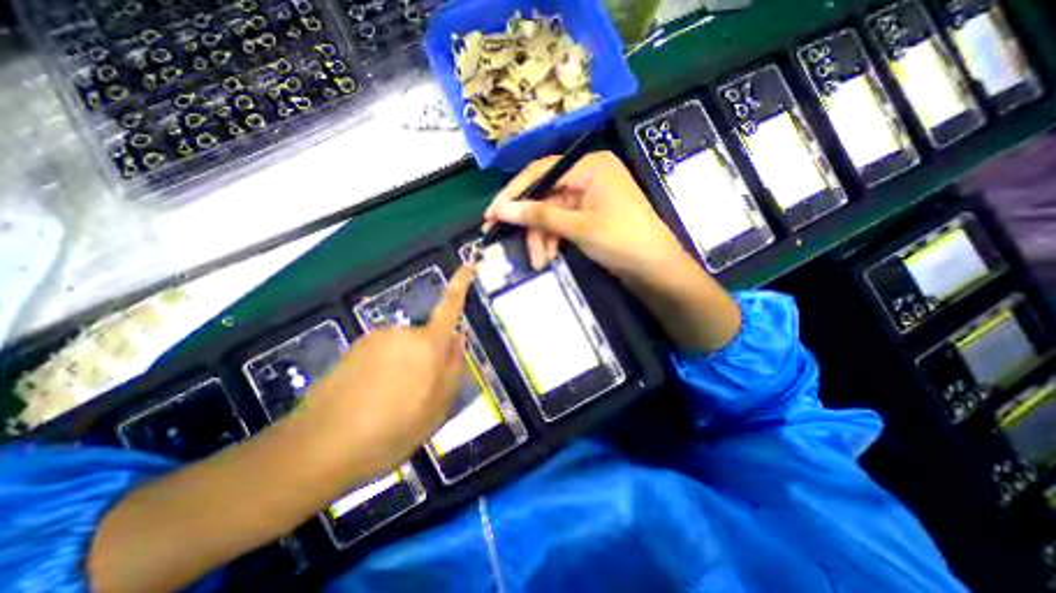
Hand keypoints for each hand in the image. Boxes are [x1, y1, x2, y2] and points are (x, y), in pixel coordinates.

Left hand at [299, 264, 476, 476]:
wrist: (319, 448)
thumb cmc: (392, 430)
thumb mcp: (438, 406)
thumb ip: (454, 367)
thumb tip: (459, 337)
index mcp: (427, 345)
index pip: (450, 306)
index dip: (461, 283)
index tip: (468, 261)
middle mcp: (401, 333)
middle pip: (426, 338)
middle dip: (428, 360)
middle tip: (420, 397)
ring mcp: (374, 340)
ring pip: (404, 350)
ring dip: (405, 370)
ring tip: (392, 407)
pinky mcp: (353, 351)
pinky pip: (381, 357)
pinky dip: (384, 374)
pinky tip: (372, 403)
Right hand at [481, 151, 689, 283]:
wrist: (655, 270)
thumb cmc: (621, 240)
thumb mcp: (578, 227)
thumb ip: (538, 215)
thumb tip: (501, 210)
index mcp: (589, 166)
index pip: (541, 173)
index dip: (513, 193)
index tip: (491, 214)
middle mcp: (587, 176)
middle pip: (544, 196)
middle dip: (529, 224)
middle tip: (502, 239)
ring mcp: (588, 197)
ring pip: (551, 213)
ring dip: (541, 238)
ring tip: (539, 262)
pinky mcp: (588, 216)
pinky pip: (561, 223)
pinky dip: (553, 240)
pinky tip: (548, 257)